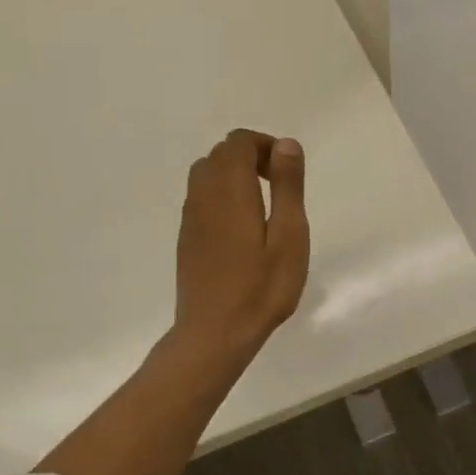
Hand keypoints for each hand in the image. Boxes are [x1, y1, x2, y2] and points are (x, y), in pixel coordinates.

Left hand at [172, 129, 309, 364]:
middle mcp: (204, 195)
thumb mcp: (289, 236)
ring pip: (207, 173)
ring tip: (262, 205)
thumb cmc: (261, 287)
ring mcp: (190, 217)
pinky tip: (242, 227)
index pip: (239, 142)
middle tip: (280, 187)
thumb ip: (287, 186)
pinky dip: (222, 194)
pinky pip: (201, 197)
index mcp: (230, 189)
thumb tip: (286, 144)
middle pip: (221, 154)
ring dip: (234, 175)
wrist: (215, 333)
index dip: (265, 146)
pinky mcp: (187, 237)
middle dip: (251, 157)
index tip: (287, 172)